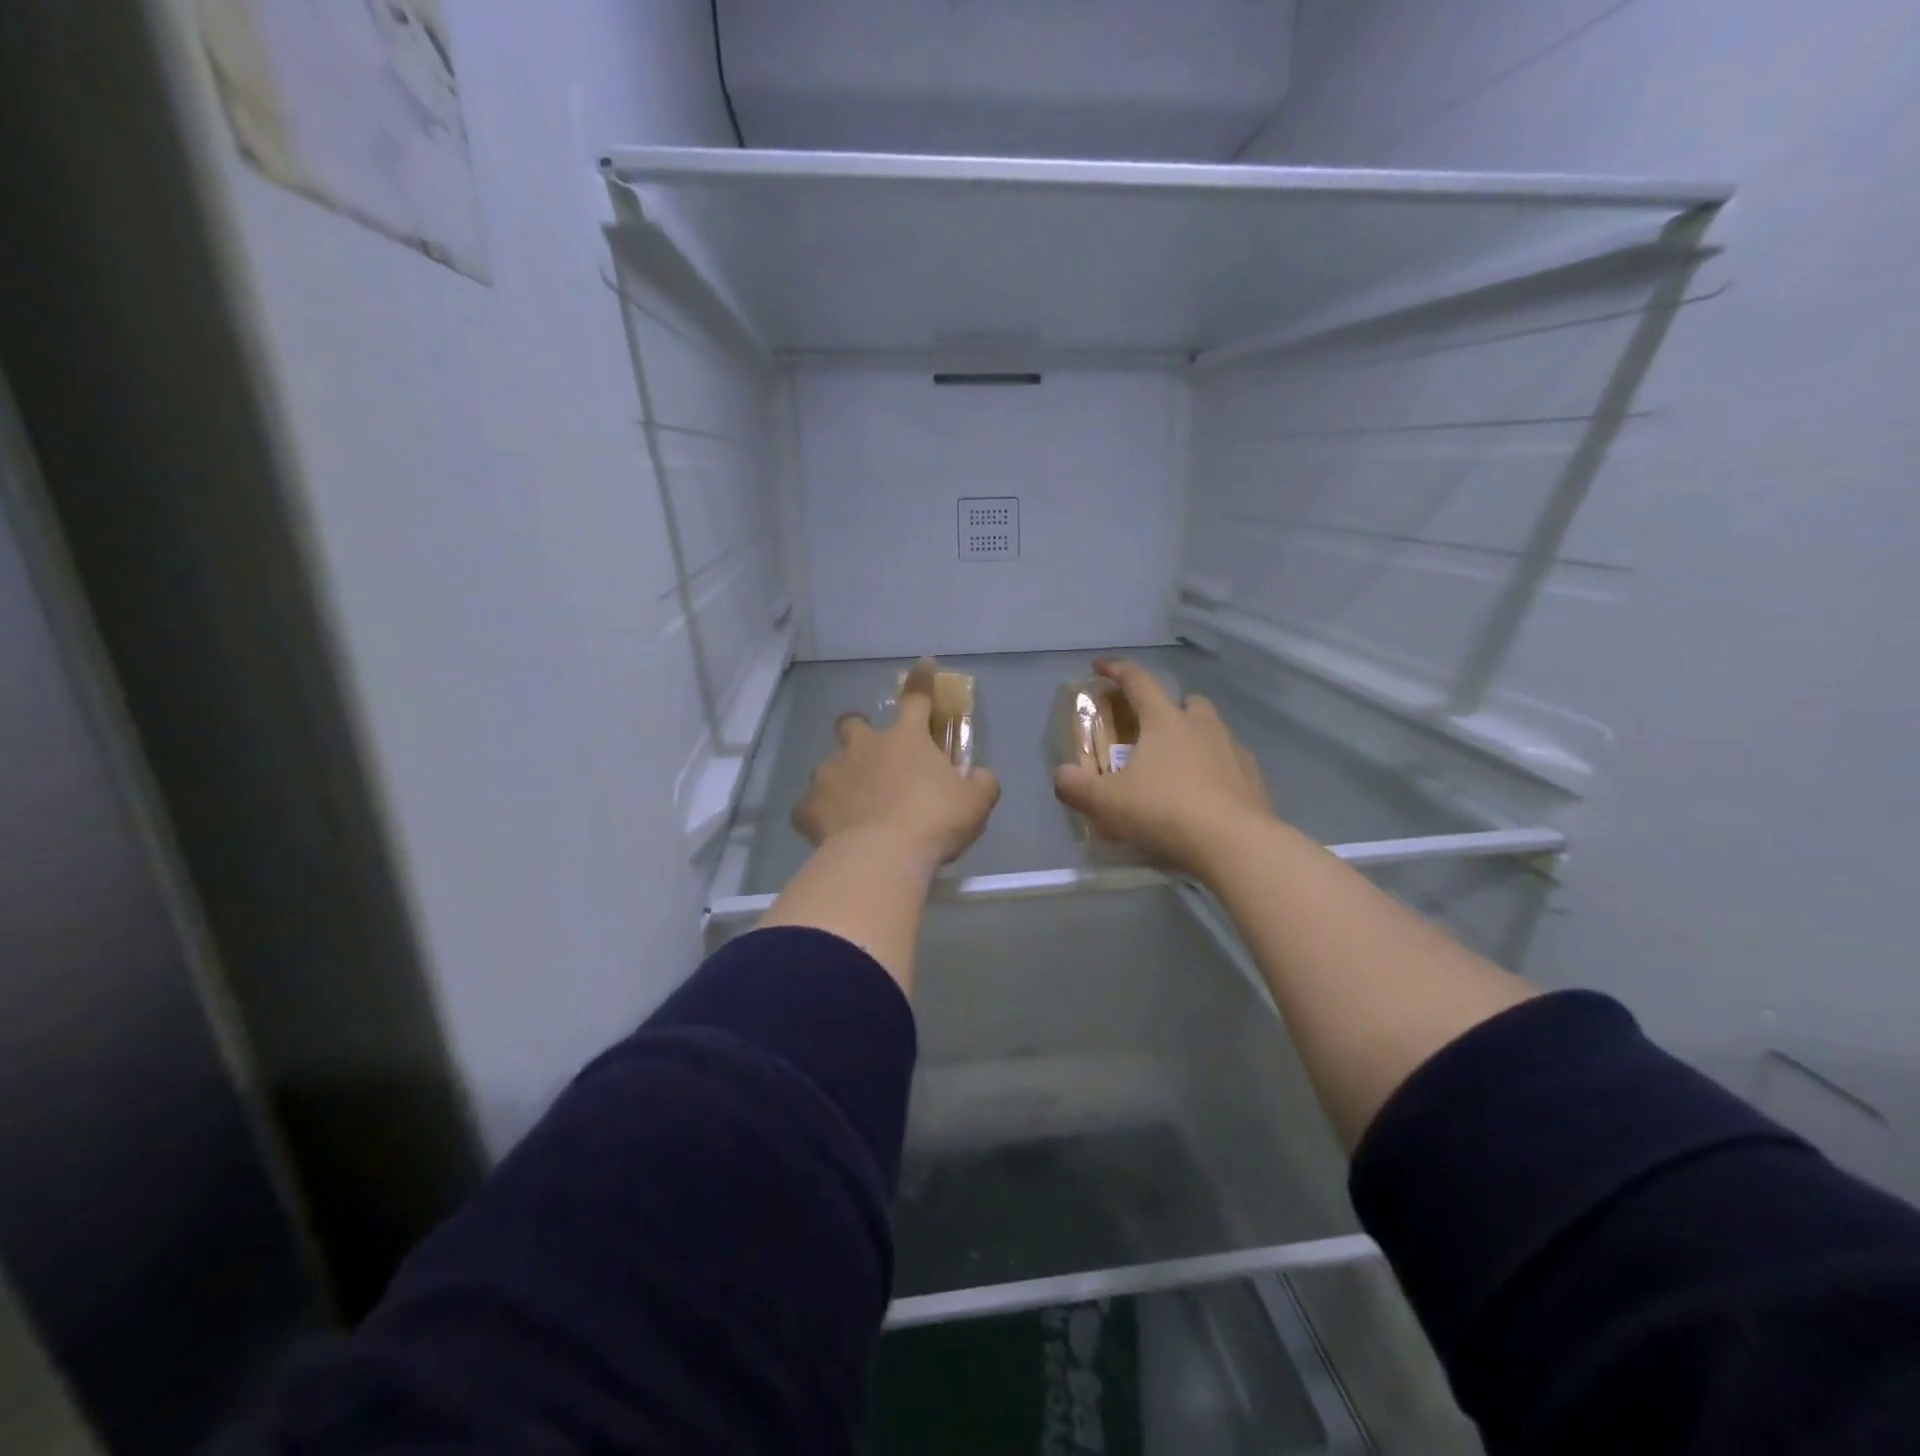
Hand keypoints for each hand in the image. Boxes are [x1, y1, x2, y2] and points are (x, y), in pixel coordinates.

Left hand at [792, 659, 1001, 875]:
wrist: (881, 857)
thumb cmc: (934, 822)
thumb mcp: (975, 804)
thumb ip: (981, 784)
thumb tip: (981, 776)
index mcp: (905, 738)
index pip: (916, 698)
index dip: (921, 681)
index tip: (923, 664)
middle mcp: (863, 747)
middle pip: (852, 723)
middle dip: (858, 729)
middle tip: (870, 753)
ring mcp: (830, 774)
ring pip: (828, 766)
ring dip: (840, 778)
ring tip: (852, 805)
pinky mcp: (808, 807)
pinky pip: (809, 808)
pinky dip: (818, 816)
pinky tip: (829, 831)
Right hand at [1052, 658, 1273, 877]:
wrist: (1234, 844)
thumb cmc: (1164, 811)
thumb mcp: (1105, 803)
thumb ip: (1075, 786)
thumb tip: (1062, 775)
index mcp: (1165, 721)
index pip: (1138, 681)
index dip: (1117, 670)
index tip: (1100, 666)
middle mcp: (1202, 726)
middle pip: (1187, 702)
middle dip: (1168, 709)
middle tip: (1151, 732)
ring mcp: (1234, 751)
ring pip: (1213, 731)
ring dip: (1195, 740)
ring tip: (1178, 769)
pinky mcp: (1254, 780)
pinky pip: (1232, 764)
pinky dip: (1217, 771)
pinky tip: (1206, 796)